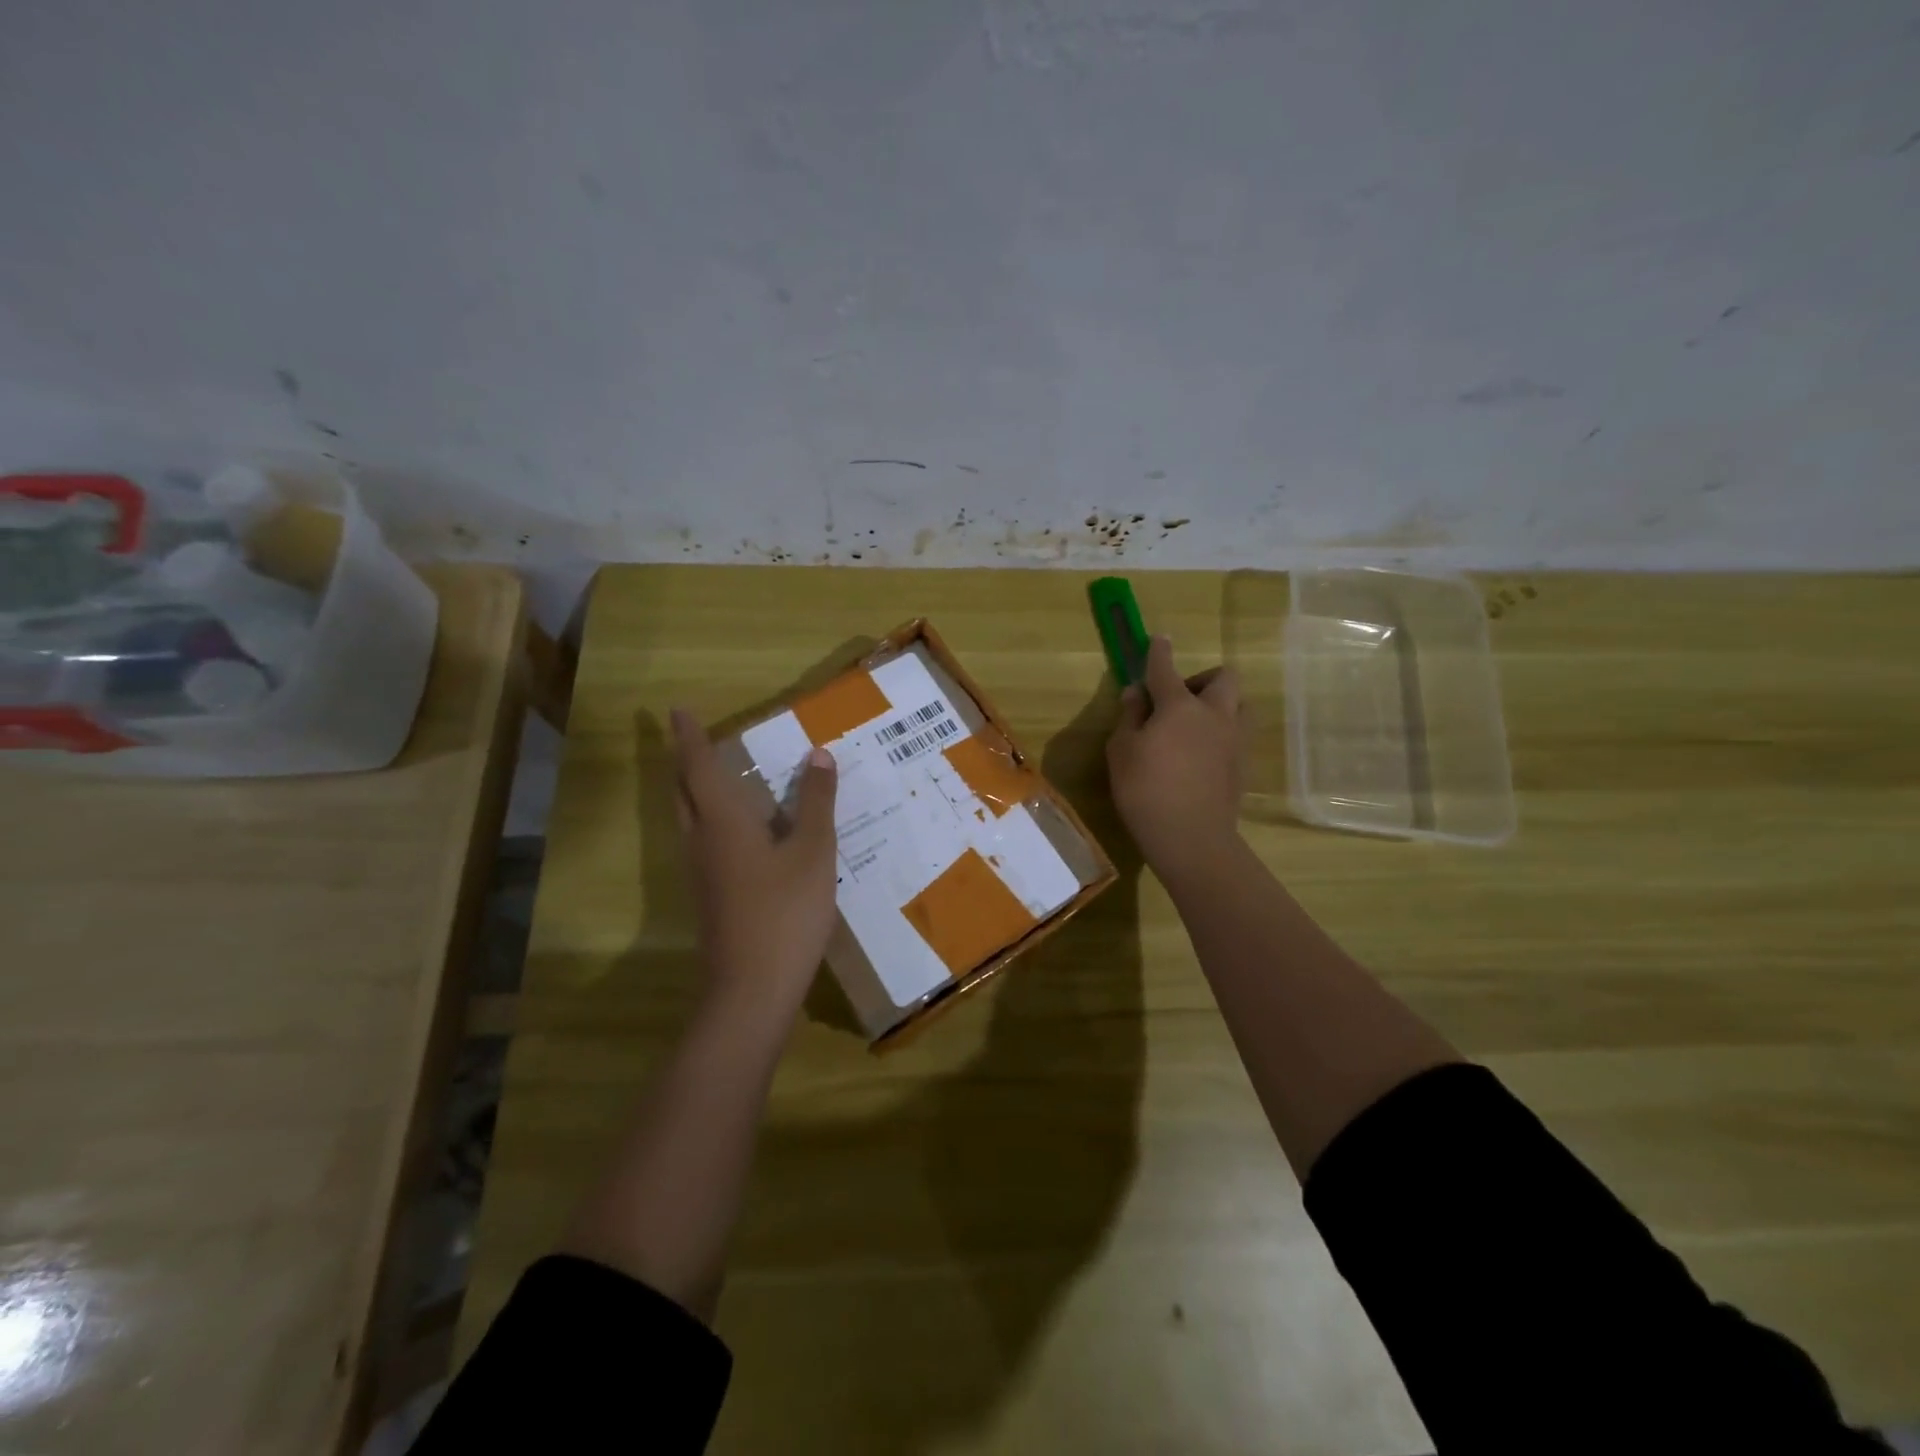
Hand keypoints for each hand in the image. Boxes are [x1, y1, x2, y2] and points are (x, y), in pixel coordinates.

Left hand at [670, 708, 839, 1016]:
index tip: (678, 709)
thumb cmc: (786, 912)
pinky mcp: (710, 896)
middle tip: (696, 739)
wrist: (751, 989)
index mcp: (723, 822)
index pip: (699, 767)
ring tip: (718, 775)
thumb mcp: (814, 853)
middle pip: (683, 792)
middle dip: (685, 761)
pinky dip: (713, 820)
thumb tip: (818, 755)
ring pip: (689, 819)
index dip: (690, 737)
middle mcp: (702, 841)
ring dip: (696, 791)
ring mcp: (702, 873)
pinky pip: (704, 841)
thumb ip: (816, 803)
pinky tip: (744, 830)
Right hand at [1106, 637, 1244, 880]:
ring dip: (1220, 704)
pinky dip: (1222, 733)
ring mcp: (1234, 740)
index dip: (1159, 652)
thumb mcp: (1122, 751)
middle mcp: (1214, 714)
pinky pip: (1238, 734)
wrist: (1192, 838)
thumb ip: (1130, 717)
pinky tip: (1201, 755)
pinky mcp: (1243, 765)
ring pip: (1239, 704)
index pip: (1165, 668)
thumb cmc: (1145, 791)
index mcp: (1180, 706)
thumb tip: (1137, 693)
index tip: (1157, 639)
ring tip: (1195, 726)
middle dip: (1201, 679)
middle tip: (1177, 699)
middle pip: (1223, 678)